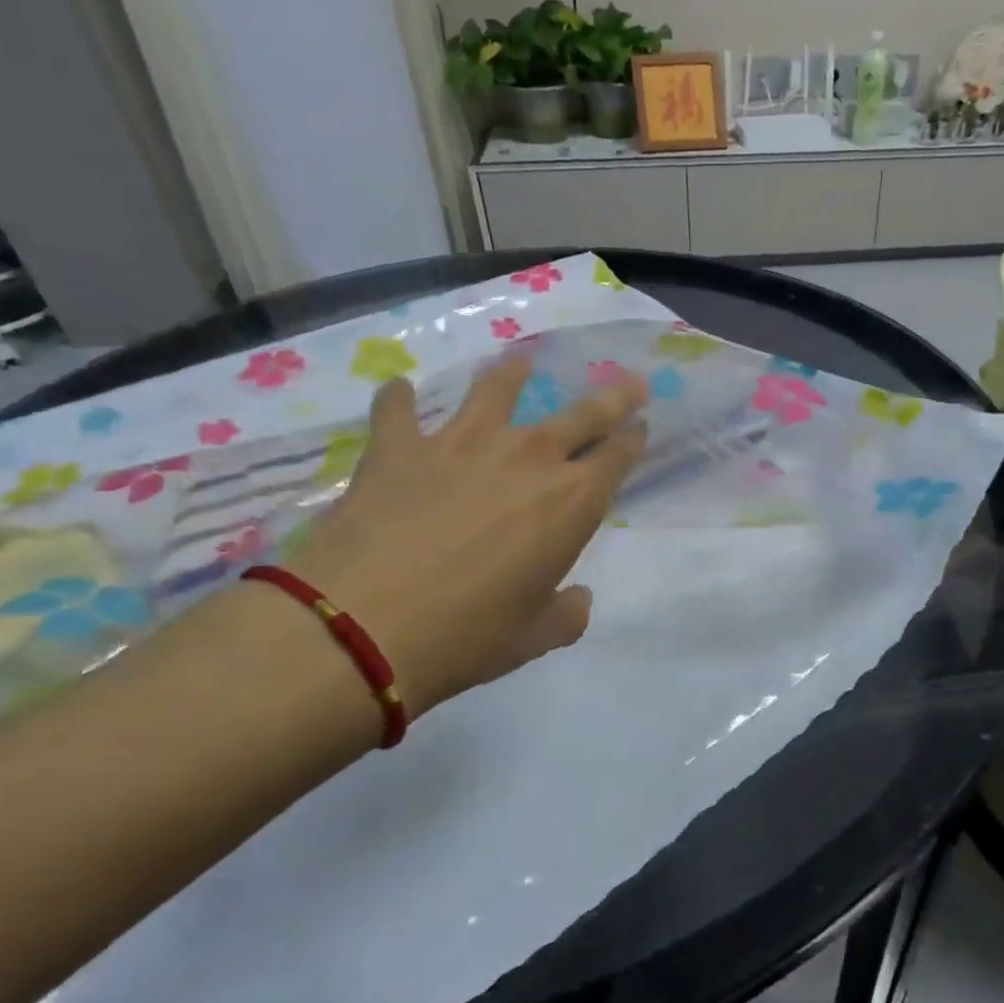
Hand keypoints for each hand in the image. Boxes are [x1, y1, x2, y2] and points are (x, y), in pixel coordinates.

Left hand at [285, 357, 647, 714]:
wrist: (361, 628)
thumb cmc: (466, 638)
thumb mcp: (533, 638)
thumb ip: (566, 615)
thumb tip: (577, 600)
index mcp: (570, 503)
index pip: (616, 458)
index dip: (633, 439)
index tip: (642, 425)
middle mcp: (526, 459)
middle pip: (581, 415)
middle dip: (613, 398)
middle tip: (628, 382)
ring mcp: (460, 444)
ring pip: (497, 390)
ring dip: (513, 375)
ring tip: (520, 364)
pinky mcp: (399, 448)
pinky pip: (398, 409)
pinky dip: (399, 399)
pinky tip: (399, 391)